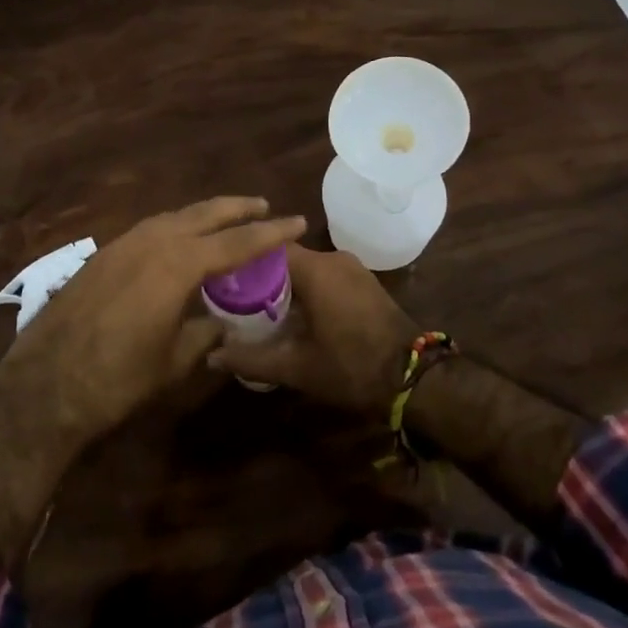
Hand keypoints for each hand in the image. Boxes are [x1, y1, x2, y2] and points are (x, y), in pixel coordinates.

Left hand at [7, 197, 307, 441]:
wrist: (44, 384)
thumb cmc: (118, 379)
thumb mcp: (174, 361)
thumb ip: (204, 333)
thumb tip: (220, 321)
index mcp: (177, 264)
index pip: (237, 241)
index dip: (271, 233)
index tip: (298, 222)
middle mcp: (151, 241)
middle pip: (203, 214)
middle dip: (236, 208)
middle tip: (263, 206)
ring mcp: (121, 244)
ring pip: (173, 217)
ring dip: (203, 215)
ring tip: (225, 220)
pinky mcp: (101, 256)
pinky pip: (149, 230)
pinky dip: (174, 228)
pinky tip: (178, 242)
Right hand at [207, 244, 417, 413]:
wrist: (416, 379)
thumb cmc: (352, 367)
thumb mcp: (297, 368)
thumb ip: (252, 359)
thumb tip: (211, 358)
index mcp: (315, 269)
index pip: (268, 248)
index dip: (243, 261)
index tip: (222, 278)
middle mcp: (333, 258)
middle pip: (285, 256)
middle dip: (261, 275)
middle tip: (235, 297)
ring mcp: (353, 269)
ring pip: (306, 267)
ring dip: (284, 283)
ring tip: (258, 306)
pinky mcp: (364, 282)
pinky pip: (325, 276)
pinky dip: (306, 289)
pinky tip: (293, 313)